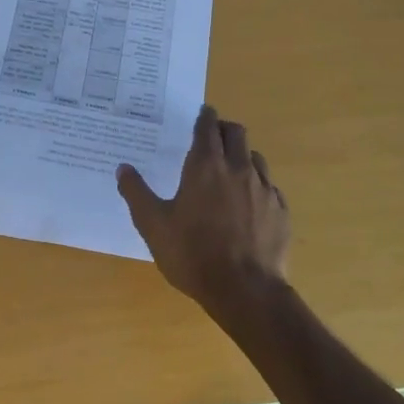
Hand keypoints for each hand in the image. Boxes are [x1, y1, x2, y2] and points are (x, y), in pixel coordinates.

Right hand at [117, 105, 289, 308]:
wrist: (245, 290)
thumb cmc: (192, 254)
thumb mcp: (153, 225)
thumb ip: (136, 193)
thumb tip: (123, 168)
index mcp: (205, 166)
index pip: (207, 127)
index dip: (204, 117)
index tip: (202, 112)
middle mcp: (238, 169)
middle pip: (236, 133)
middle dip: (224, 129)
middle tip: (212, 136)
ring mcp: (264, 189)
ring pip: (255, 157)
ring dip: (242, 155)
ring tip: (230, 169)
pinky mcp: (281, 211)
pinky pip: (269, 186)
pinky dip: (257, 184)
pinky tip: (249, 202)